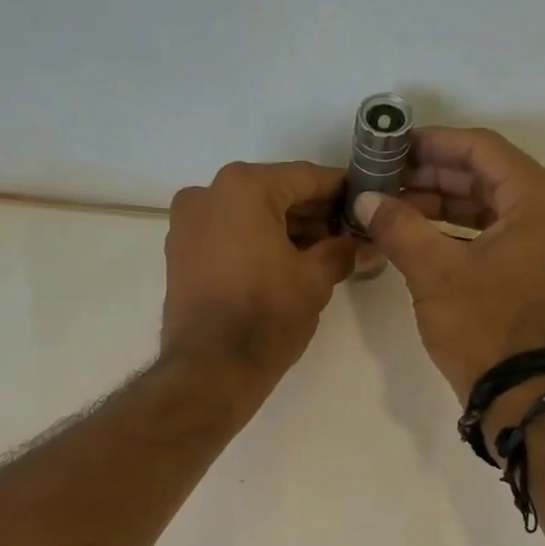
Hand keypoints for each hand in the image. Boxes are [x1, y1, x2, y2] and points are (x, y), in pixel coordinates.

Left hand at [161, 161, 357, 385]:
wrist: (210, 369)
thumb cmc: (266, 315)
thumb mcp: (315, 279)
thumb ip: (341, 250)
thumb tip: (361, 244)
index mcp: (242, 187)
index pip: (305, 177)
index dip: (340, 190)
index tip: (364, 200)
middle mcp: (207, 194)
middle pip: (273, 194)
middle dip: (312, 213)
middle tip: (348, 233)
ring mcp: (187, 225)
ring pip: (247, 216)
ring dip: (284, 230)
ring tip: (322, 253)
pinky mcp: (180, 256)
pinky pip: (227, 237)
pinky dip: (256, 243)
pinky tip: (286, 264)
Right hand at [353, 128, 544, 402]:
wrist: (523, 395)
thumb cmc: (483, 327)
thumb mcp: (434, 272)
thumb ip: (399, 226)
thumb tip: (366, 200)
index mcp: (543, 199)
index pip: (482, 151)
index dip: (434, 144)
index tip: (395, 146)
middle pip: (491, 178)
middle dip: (436, 177)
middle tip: (389, 179)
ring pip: (496, 209)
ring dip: (448, 206)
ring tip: (399, 207)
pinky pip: (505, 236)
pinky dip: (466, 233)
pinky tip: (426, 236)